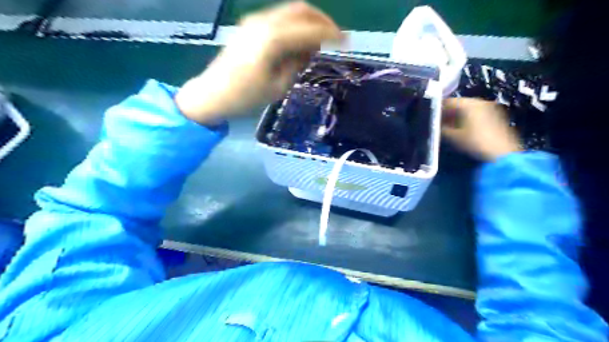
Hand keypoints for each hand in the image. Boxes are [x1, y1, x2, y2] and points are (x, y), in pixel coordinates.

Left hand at [175, 2, 340, 123]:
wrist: (213, 93)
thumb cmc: (246, 96)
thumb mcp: (279, 86)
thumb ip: (297, 64)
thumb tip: (309, 50)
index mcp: (273, 39)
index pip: (311, 31)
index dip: (332, 35)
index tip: (347, 43)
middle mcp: (264, 22)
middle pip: (302, 10)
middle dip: (323, 21)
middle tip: (336, 38)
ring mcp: (255, 21)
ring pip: (290, 11)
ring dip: (309, 23)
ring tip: (318, 44)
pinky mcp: (249, 25)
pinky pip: (279, 18)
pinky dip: (294, 26)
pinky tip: (299, 43)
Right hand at [441, 97, 519, 160]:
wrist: (502, 154)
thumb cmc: (475, 143)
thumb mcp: (453, 137)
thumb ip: (441, 129)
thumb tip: (435, 126)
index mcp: (469, 104)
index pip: (448, 102)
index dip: (438, 110)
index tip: (430, 119)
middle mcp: (480, 102)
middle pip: (459, 105)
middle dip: (447, 114)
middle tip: (438, 124)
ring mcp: (490, 108)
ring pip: (468, 110)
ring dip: (457, 117)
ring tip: (448, 128)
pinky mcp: (496, 116)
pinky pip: (476, 114)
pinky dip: (467, 120)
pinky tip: (462, 130)